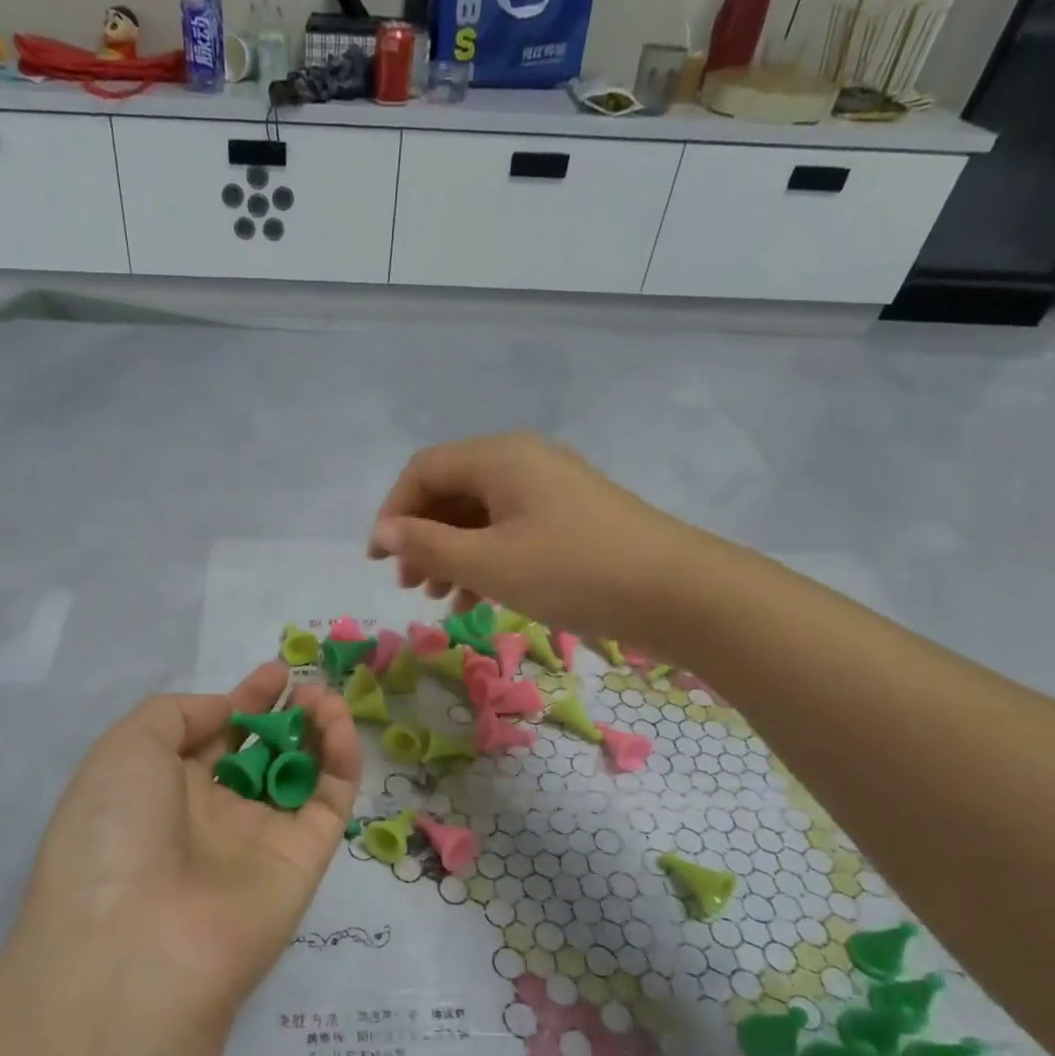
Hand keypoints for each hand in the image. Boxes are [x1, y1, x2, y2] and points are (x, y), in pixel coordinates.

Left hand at [19, 660, 360, 1031]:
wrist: (137, 945)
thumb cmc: (115, 830)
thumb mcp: (125, 748)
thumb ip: (177, 714)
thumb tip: (226, 712)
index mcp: (161, 791)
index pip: (211, 737)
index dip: (242, 702)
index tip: (274, 673)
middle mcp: (210, 815)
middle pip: (258, 754)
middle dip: (282, 716)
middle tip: (304, 683)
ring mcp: (259, 840)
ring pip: (299, 774)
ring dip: (315, 731)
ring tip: (323, 697)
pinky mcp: (304, 860)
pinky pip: (328, 800)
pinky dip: (339, 758)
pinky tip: (335, 721)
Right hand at [368, 433, 721, 643]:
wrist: (676, 592)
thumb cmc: (572, 571)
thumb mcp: (490, 563)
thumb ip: (429, 545)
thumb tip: (385, 532)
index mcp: (500, 457)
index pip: (424, 470)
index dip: (393, 512)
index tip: (378, 558)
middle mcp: (523, 461)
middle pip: (452, 491)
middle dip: (421, 536)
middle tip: (408, 583)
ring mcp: (551, 489)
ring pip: (481, 515)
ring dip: (451, 552)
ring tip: (437, 597)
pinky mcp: (570, 518)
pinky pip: (510, 530)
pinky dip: (485, 559)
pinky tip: (475, 598)